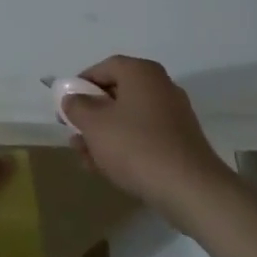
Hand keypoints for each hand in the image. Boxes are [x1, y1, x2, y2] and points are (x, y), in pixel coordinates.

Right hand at [61, 55, 230, 223]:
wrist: (190, 189)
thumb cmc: (136, 146)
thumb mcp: (94, 124)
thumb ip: (77, 106)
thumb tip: (73, 98)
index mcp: (141, 73)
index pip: (103, 67)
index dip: (80, 84)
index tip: (66, 105)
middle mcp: (160, 87)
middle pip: (116, 94)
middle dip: (91, 114)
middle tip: (73, 133)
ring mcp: (173, 115)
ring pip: (128, 119)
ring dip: (103, 135)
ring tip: (85, 157)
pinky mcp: (179, 142)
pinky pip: (144, 136)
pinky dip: (124, 146)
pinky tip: (106, 168)